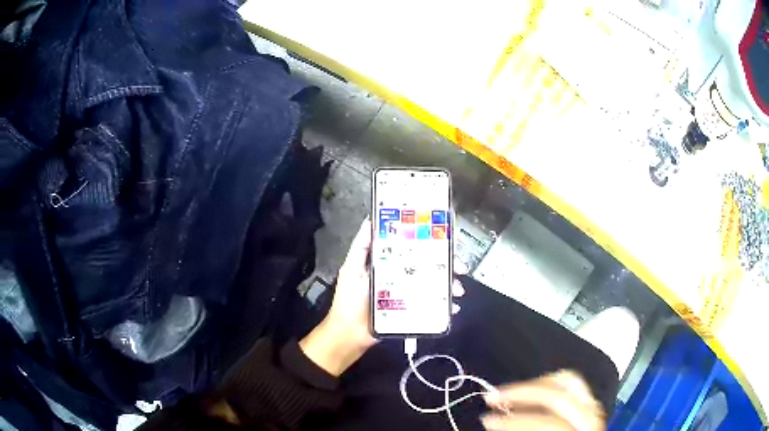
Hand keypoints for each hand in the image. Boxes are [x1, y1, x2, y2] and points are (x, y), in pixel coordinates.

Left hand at [300, 218, 465, 375]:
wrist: (351, 335)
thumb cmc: (350, 301)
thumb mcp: (352, 269)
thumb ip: (361, 247)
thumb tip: (369, 220)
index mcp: (388, 262)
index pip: (412, 246)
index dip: (429, 240)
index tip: (445, 237)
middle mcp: (400, 274)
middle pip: (429, 263)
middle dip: (447, 263)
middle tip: (459, 266)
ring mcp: (408, 292)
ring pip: (434, 283)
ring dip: (450, 283)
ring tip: (457, 289)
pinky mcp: (412, 308)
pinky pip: (432, 303)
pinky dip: (445, 304)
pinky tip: (453, 305)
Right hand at [481, 371, 605, 430]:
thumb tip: (497, 421)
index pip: (547, 423)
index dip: (514, 421)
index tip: (486, 420)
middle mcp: (592, 420)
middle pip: (560, 394)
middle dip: (523, 393)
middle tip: (493, 397)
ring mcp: (595, 411)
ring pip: (570, 381)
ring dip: (536, 384)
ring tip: (511, 391)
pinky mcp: (591, 407)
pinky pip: (574, 385)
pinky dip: (551, 384)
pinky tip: (532, 393)